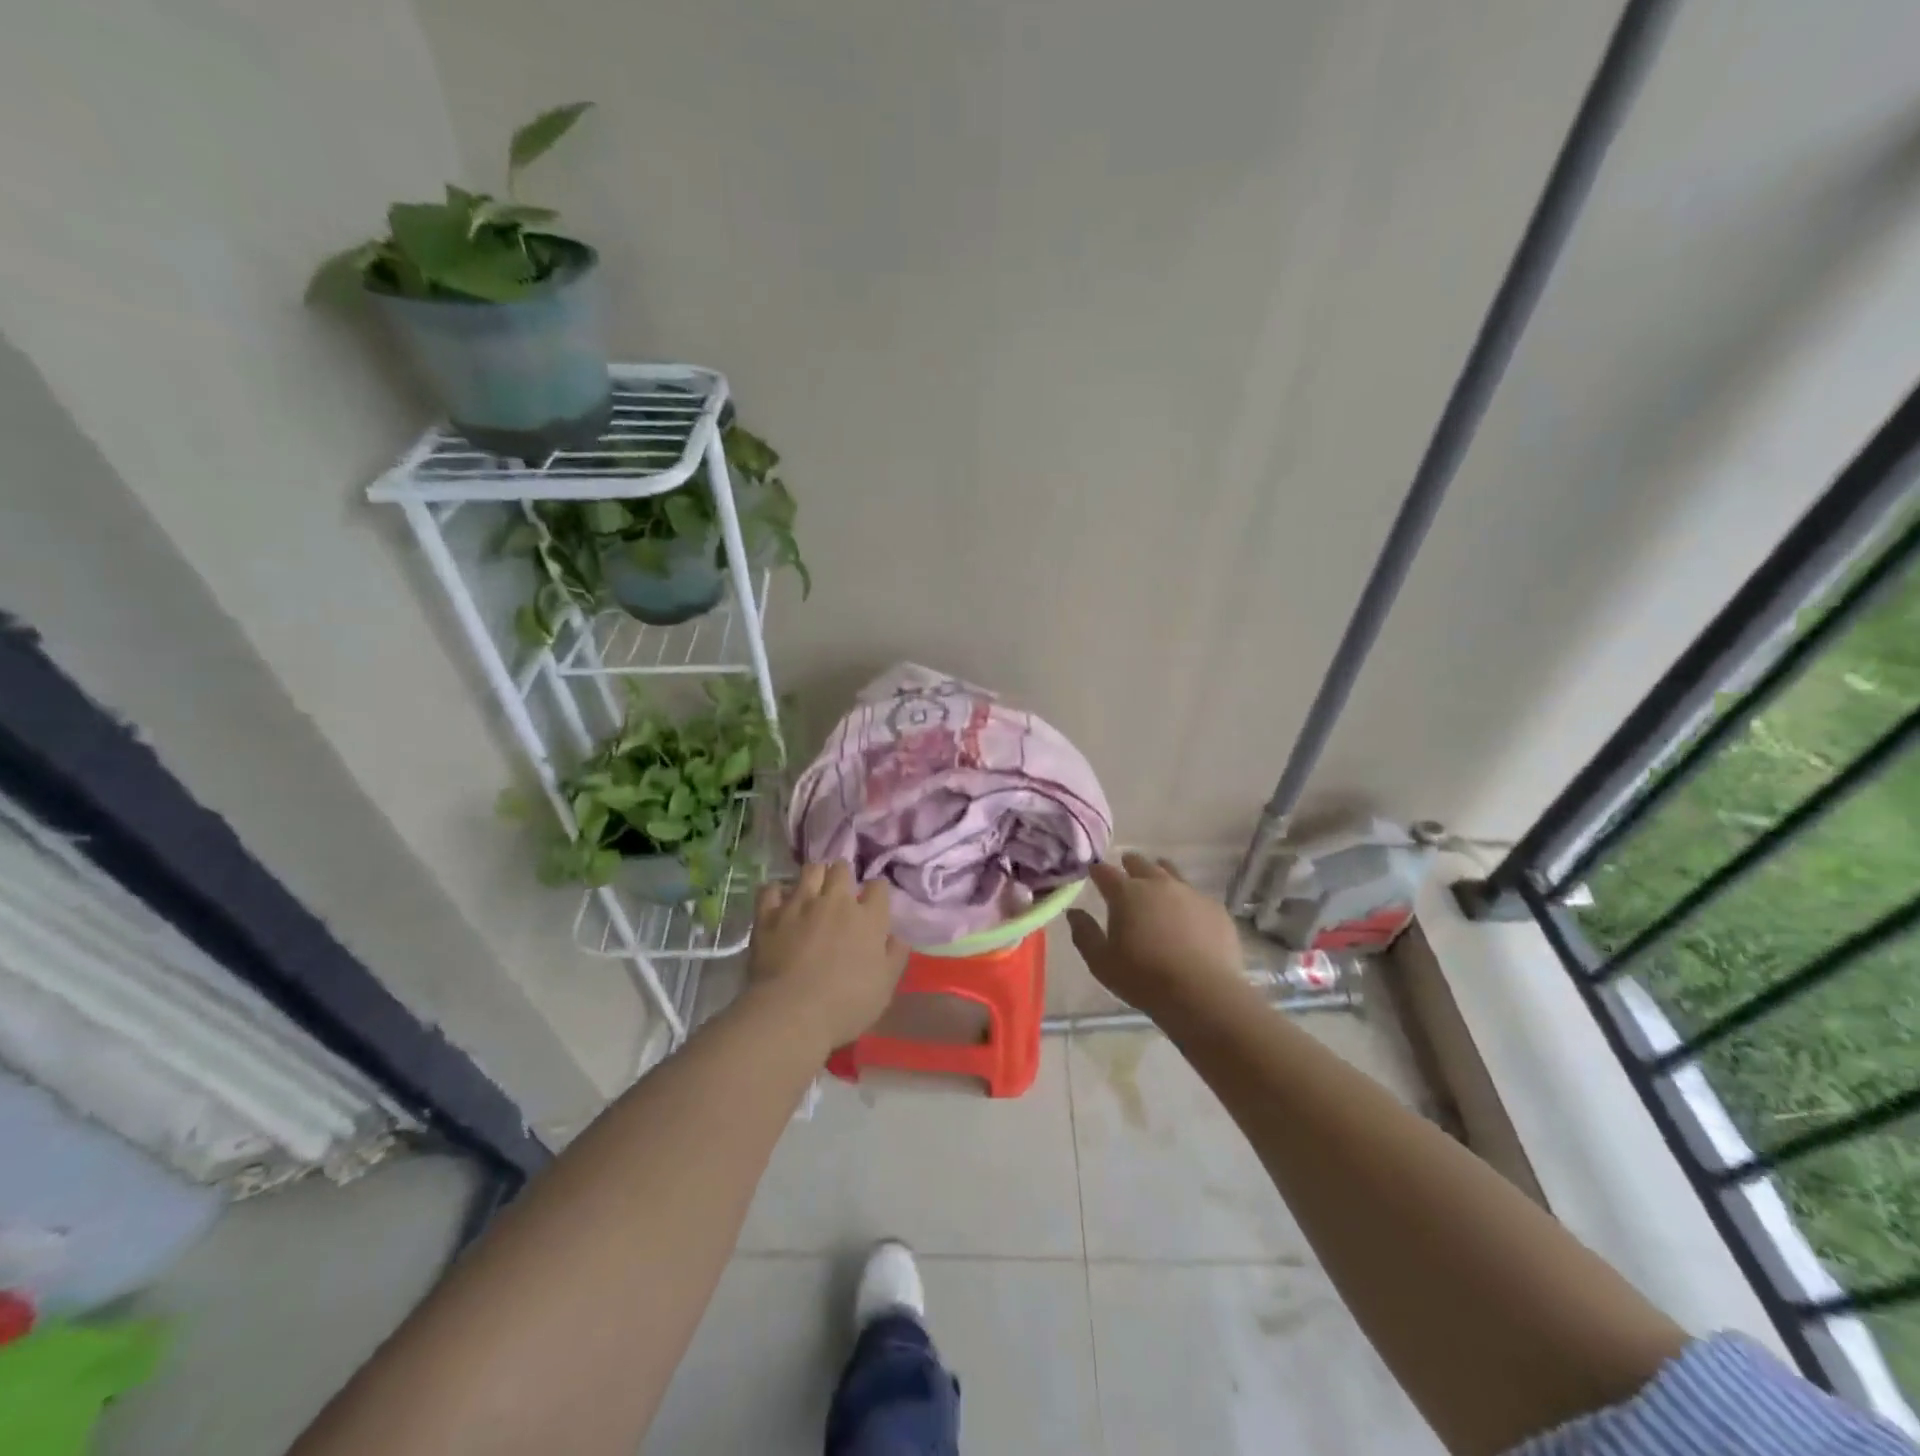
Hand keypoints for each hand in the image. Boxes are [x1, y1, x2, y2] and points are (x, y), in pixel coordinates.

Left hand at [746, 861, 908, 1051]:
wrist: (791, 1013)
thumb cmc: (846, 1005)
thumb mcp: (884, 987)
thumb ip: (895, 956)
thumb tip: (897, 936)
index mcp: (868, 918)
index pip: (878, 886)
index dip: (876, 891)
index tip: (872, 902)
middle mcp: (836, 901)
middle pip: (842, 869)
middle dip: (842, 876)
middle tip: (839, 893)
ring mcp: (800, 904)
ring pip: (810, 870)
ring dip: (814, 876)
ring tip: (811, 891)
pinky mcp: (769, 914)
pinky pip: (772, 888)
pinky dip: (777, 892)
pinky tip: (779, 902)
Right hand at [1066, 853, 1244, 1017]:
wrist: (1202, 993)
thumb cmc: (1143, 978)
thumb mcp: (1101, 962)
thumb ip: (1084, 934)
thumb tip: (1074, 913)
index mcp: (1126, 893)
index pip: (1105, 872)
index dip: (1097, 871)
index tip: (1093, 872)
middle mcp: (1158, 884)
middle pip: (1140, 863)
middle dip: (1129, 865)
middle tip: (1125, 870)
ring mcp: (1190, 893)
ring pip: (1171, 872)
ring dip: (1160, 873)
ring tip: (1157, 882)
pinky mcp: (1215, 908)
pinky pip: (1196, 895)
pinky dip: (1186, 899)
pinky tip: (1187, 914)